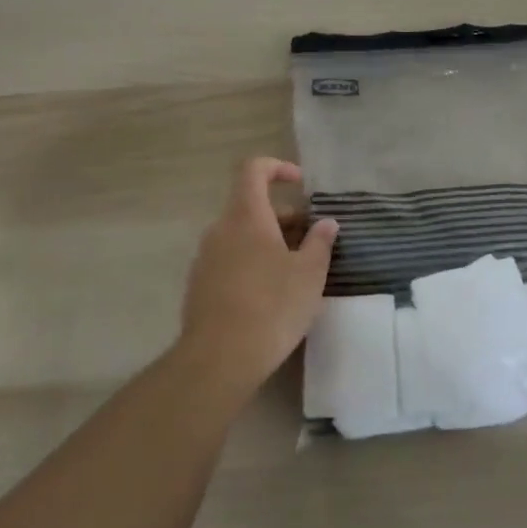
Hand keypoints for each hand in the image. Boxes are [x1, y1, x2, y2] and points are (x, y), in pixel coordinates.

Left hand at [177, 157, 337, 390]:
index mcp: (246, 216)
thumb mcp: (309, 274)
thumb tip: (327, 223)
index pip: (254, 170)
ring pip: (240, 235)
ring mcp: (205, 258)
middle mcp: (220, 229)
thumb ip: (320, 243)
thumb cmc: (272, 306)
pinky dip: (251, 263)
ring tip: (295, 270)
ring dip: (268, 242)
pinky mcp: (199, 286)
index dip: (278, 168)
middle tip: (311, 240)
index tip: (301, 184)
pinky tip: (270, 295)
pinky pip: (229, 260)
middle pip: (251, 206)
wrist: (219, 359)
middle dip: (283, 217)